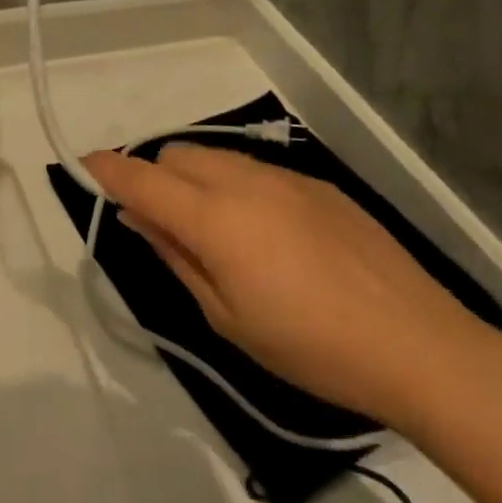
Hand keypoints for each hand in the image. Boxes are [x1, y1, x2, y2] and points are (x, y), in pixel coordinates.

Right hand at [82, 145, 501, 428]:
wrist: (418, 344)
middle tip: (163, 226)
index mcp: (215, 218)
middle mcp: (246, 181)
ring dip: (197, 181)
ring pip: (217, 158)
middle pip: (177, 155)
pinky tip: (268, 236)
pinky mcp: (319, 185)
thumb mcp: (227, 317)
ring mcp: (287, 178)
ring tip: (217, 234)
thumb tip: (140, 218)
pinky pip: (257, 171)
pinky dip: (238, 188)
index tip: (83, 166)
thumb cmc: (310, 347)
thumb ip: (176, 257)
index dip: (107, 170)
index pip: (143, 178)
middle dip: (155, 178)